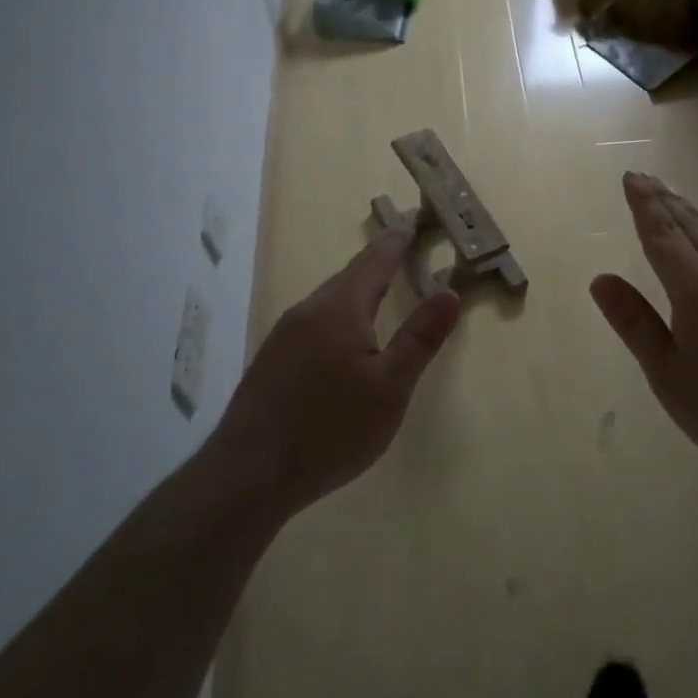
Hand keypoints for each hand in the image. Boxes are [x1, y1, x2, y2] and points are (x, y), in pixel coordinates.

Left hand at [211, 228, 460, 517]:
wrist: (248, 475)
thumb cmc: (330, 429)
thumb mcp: (390, 387)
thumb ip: (421, 338)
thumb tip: (449, 292)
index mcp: (339, 309)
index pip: (374, 261)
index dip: (395, 242)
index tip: (409, 223)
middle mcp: (307, 312)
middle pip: (348, 278)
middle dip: (376, 263)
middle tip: (400, 251)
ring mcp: (283, 337)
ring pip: (328, 302)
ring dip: (356, 291)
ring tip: (378, 291)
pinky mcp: (270, 362)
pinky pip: (312, 324)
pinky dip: (337, 317)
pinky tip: (341, 340)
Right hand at [591, 172, 697, 494]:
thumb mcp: (669, 375)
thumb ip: (635, 324)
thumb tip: (601, 280)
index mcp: (697, 289)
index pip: (662, 234)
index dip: (644, 204)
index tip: (632, 176)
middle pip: (694, 227)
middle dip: (666, 201)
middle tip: (647, 179)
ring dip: (692, 219)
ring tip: (676, 205)